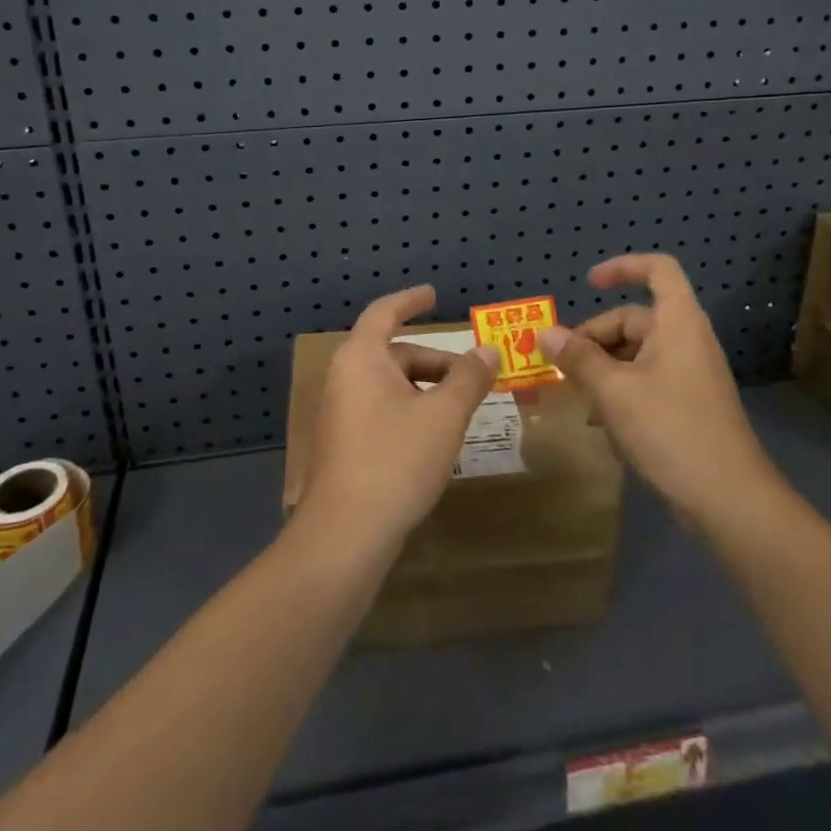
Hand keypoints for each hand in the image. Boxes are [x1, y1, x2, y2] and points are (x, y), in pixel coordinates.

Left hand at [299, 285, 500, 547]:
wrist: (346, 534)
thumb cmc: (396, 460)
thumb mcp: (444, 415)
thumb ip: (469, 378)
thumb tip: (489, 350)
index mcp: (361, 358)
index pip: (385, 312)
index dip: (411, 300)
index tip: (434, 295)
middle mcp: (345, 378)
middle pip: (393, 353)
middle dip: (435, 361)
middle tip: (473, 375)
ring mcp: (341, 413)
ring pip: (389, 385)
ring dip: (426, 388)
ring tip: (461, 409)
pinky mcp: (344, 444)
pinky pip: (382, 410)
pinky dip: (411, 410)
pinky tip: (435, 438)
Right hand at [537, 254, 778, 523]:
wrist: (730, 501)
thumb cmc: (671, 431)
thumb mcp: (614, 391)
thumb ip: (578, 358)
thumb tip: (545, 333)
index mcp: (677, 324)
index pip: (658, 270)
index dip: (622, 268)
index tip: (588, 284)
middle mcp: (685, 341)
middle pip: (634, 318)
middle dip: (594, 337)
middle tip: (561, 365)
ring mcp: (688, 374)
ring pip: (635, 353)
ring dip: (601, 366)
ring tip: (574, 393)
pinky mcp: (686, 405)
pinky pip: (645, 380)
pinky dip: (618, 389)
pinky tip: (597, 419)